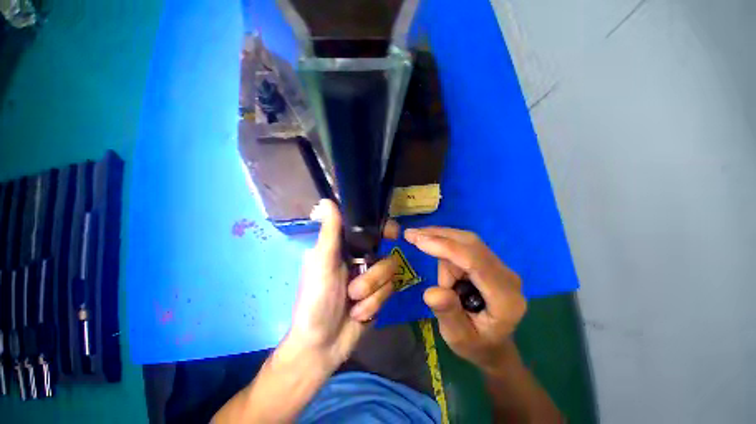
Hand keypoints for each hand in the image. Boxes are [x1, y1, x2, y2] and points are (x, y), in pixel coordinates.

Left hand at [287, 200, 398, 368]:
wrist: (322, 345)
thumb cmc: (315, 300)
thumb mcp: (321, 263)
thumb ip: (329, 233)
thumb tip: (327, 200)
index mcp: (347, 248)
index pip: (373, 230)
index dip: (385, 229)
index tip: (393, 235)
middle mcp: (363, 259)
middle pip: (387, 253)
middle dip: (373, 275)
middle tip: (357, 287)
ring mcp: (373, 278)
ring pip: (390, 274)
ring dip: (370, 293)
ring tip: (353, 304)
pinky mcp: (381, 295)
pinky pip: (390, 291)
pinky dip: (373, 305)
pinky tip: (359, 314)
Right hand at [405, 227, 525, 371]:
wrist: (495, 345)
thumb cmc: (476, 345)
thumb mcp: (458, 338)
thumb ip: (447, 314)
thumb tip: (431, 292)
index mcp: (505, 297)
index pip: (474, 261)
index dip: (445, 247)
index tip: (416, 240)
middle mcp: (506, 275)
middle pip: (471, 244)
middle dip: (438, 236)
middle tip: (410, 234)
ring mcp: (500, 266)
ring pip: (465, 241)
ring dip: (440, 244)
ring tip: (424, 255)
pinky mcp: (489, 261)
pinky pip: (464, 244)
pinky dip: (444, 244)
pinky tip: (432, 248)